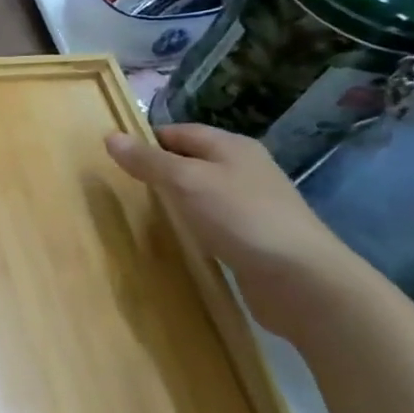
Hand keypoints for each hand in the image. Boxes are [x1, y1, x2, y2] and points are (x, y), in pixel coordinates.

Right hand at [105, 123, 360, 329]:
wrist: (303, 280)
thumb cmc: (240, 218)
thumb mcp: (185, 182)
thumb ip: (148, 161)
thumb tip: (111, 136)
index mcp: (232, 146)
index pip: (179, 131)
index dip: (147, 141)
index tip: (117, 159)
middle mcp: (245, 169)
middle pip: (193, 161)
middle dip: (161, 171)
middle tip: (126, 187)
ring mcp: (254, 204)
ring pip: (204, 192)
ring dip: (178, 200)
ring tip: (147, 213)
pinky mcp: (257, 237)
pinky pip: (216, 221)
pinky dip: (196, 225)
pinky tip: (183, 239)